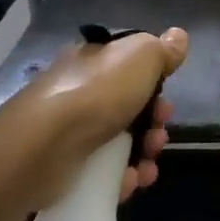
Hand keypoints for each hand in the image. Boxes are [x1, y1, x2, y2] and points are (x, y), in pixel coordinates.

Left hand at [8, 27, 187, 208]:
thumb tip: (178, 37)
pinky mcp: (62, 166)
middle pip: (128, 106)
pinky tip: (129, 182)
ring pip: (118, 141)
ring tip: (148, 167)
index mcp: (93, 60)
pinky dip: (120, 178)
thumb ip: (162, 48)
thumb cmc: (96, 94)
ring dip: (142, 153)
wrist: (41, 148)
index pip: (129, 67)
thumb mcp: (140, 57)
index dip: (155, 83)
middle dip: (153, 123)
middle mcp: (78, 90)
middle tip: (159, 135)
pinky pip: (101, 171)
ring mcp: (68, 129)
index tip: (168, 100)